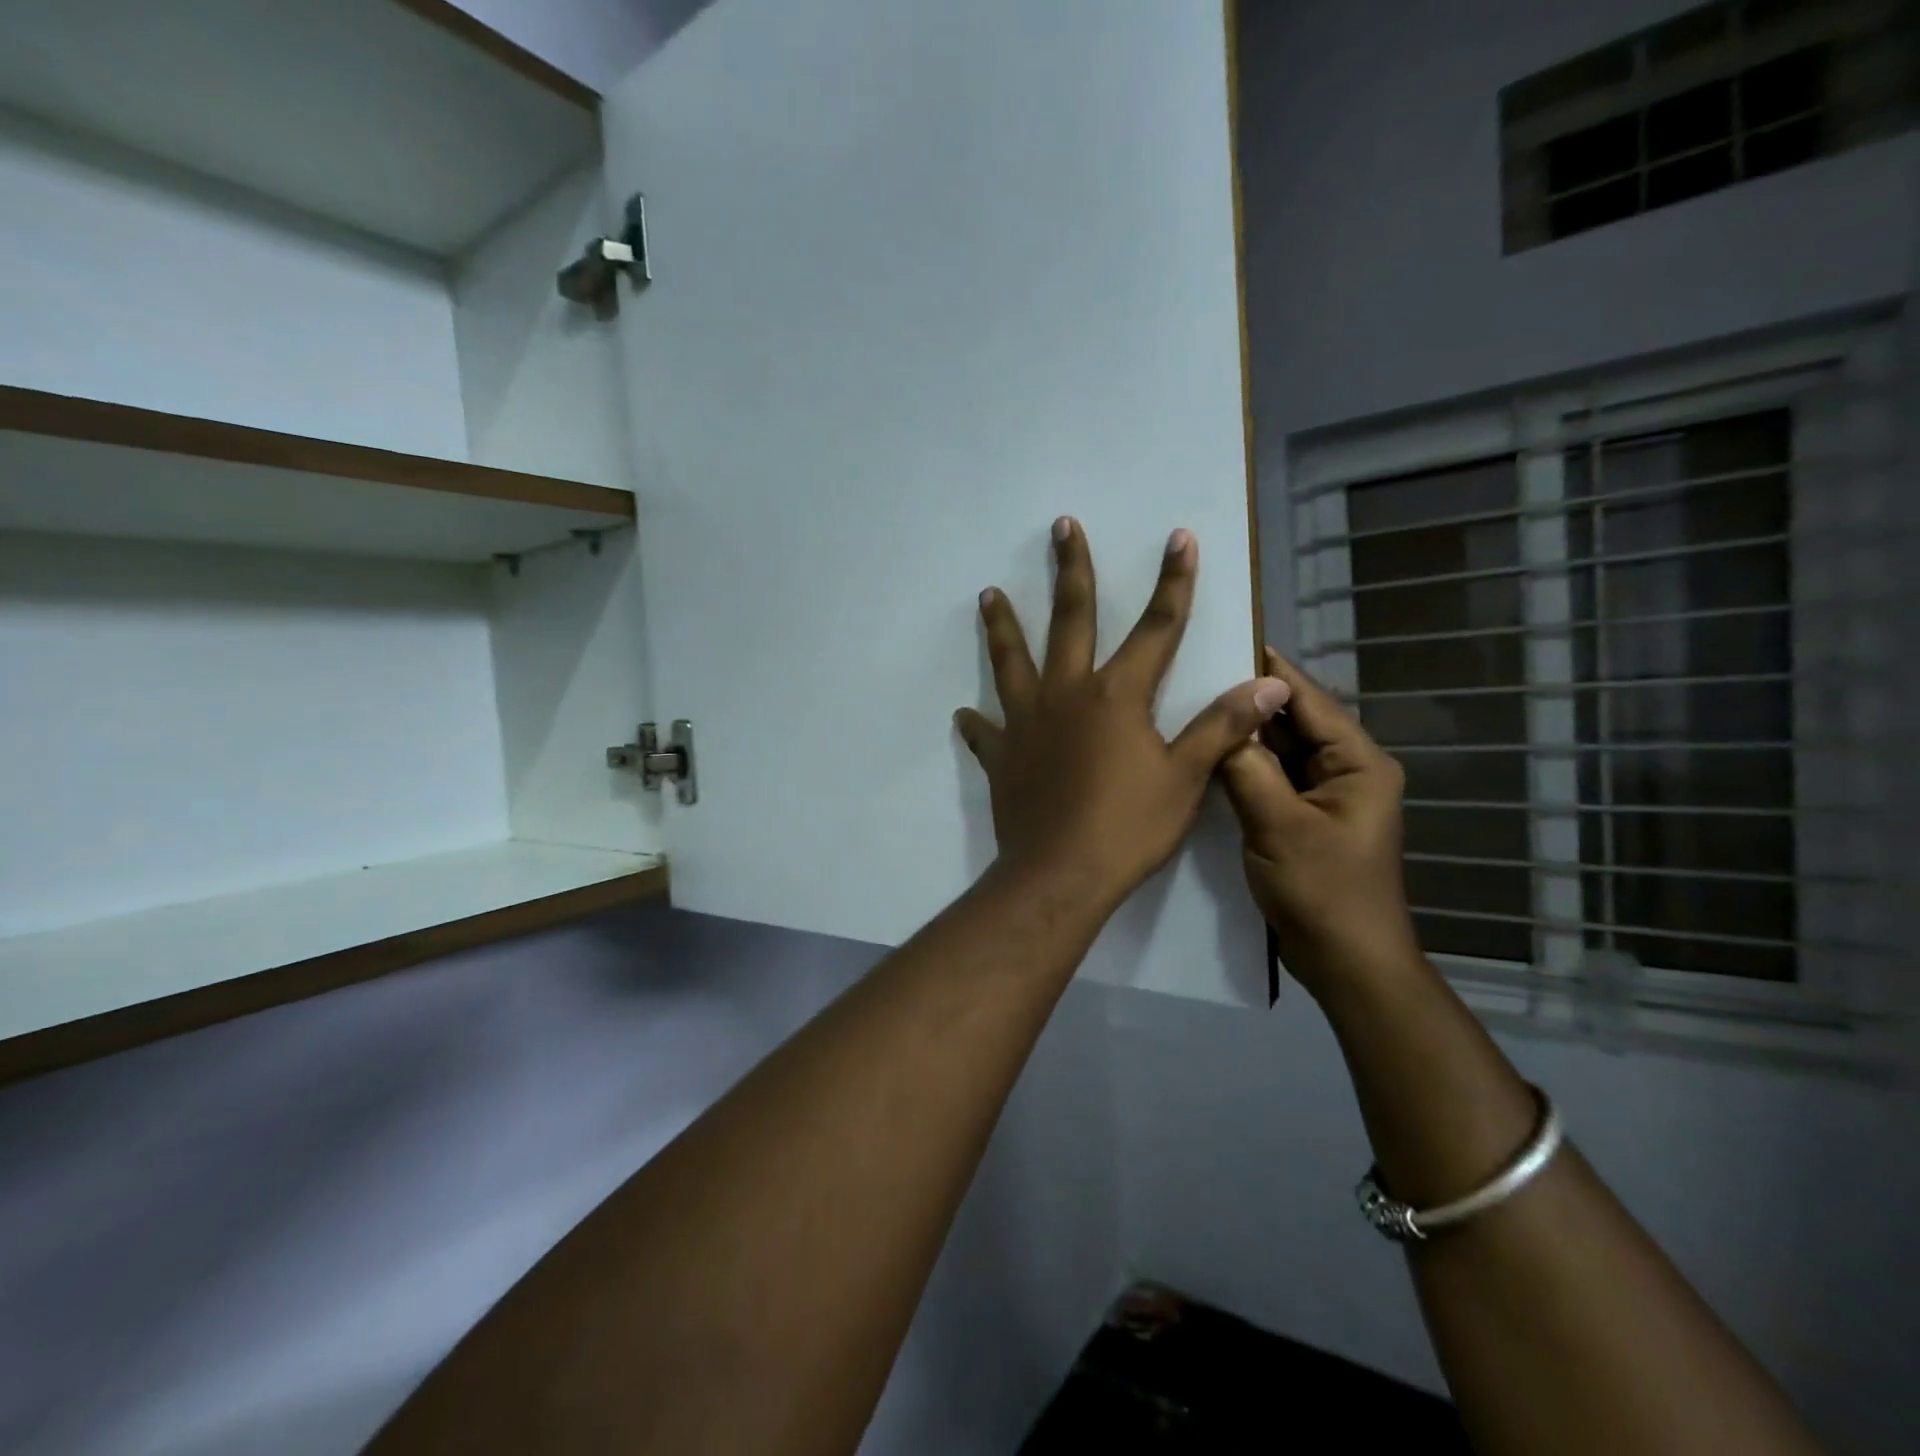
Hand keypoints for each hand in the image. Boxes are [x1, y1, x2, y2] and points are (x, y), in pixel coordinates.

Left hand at [954, 518, 1288, 915]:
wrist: (1060, 875)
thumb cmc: (1128, 827)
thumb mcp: (1186, 778)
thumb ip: (1222, 727)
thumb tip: (1268, 684)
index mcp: (1117, 695)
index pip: (1157, 627)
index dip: (1173, 582)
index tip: (1177, 537)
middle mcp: (1067, 694)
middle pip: (1070, 620)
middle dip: (1071, 571)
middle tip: (1061, 527)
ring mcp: (1026, 723)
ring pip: (1011, 661)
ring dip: (1002, 626)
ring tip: (987, 594)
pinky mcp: (1001, 756)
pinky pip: (985, 733)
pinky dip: (977, 722)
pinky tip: (965, 714)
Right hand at [1219, 648, 1421, 998]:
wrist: (1345, 961)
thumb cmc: (1324, 890)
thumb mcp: (1279, 826)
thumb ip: (1248, 768)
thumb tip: (1220, 721)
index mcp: (1358, 763)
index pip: (1308, 700)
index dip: (1268, 671)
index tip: (1223, 640)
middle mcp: (1345, 769)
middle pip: (1291, 721)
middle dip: (1247, 701)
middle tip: (1192, 675)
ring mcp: (1322, 795)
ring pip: (1277, 750)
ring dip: (1242, 734)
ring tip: (1190, 706)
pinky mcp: (1301, 816)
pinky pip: (1269, 777)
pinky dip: (1242, 766)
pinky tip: (1204, 754)